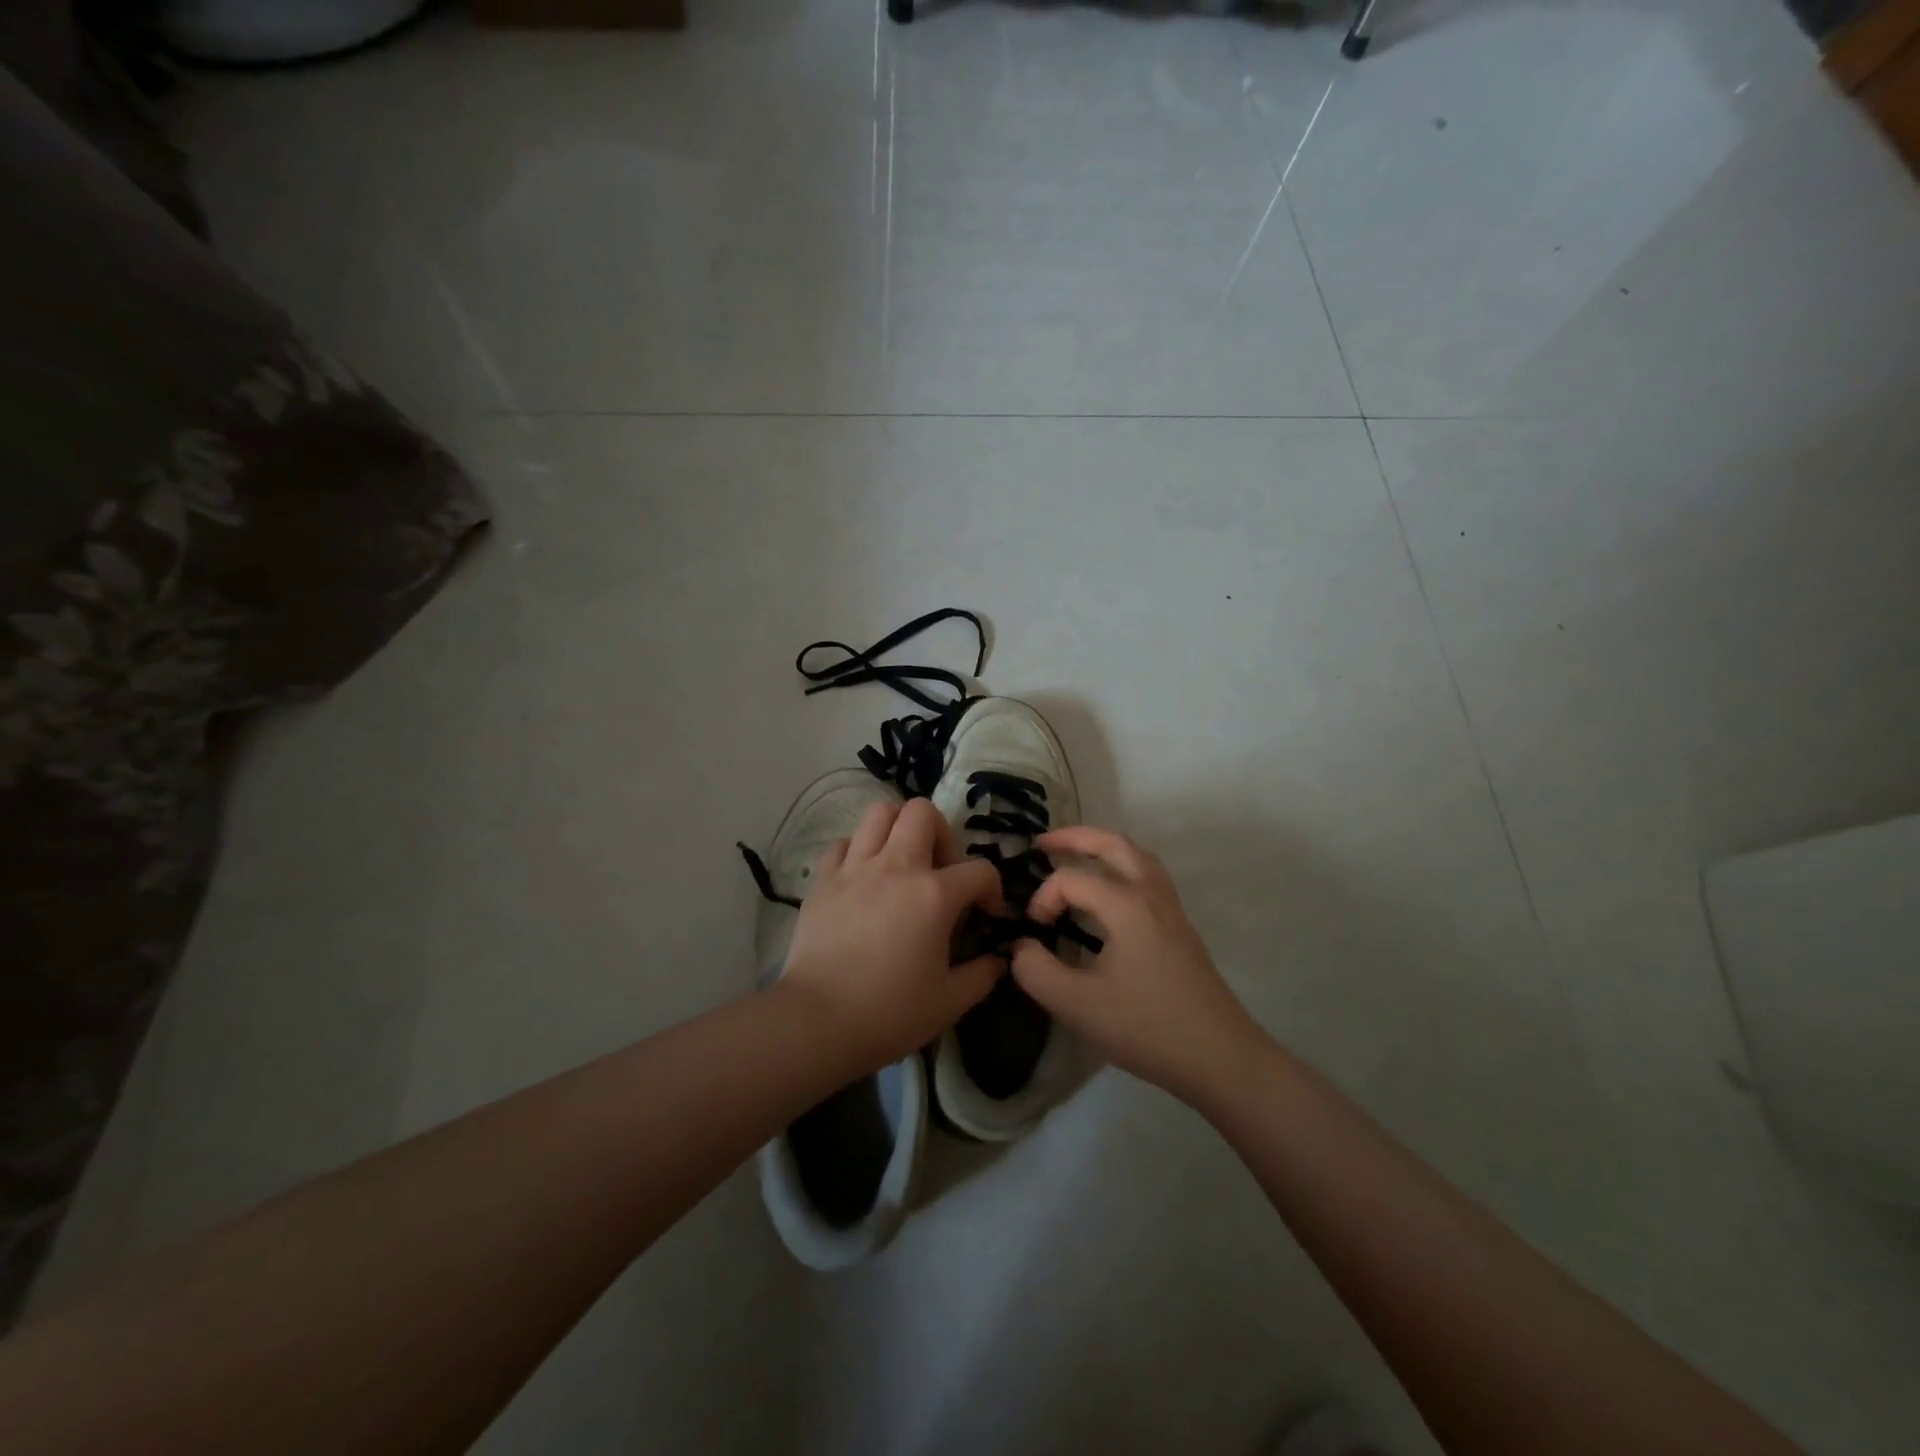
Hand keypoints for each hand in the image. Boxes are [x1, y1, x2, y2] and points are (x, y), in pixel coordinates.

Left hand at [778, 797, 1005, 1072]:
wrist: (817, 1022)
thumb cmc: (890, 1013)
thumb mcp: (950, 1002)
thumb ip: (982, 975)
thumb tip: (999, 960)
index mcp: (934, 894)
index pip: (980, 870)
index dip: (992, 889)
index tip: (987, 914)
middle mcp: (896, 867)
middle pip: (923, 812)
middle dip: (942, 833)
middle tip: (940, 869)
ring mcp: (855, 868)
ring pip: (879, 813)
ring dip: (898, 828)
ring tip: (902, 862)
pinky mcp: (822, 879)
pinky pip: (842, 844)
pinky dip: (857, 851)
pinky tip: (862, 878)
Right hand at [1011, 826, 1265, 1105]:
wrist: (1220, 1058)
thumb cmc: (1147, 1027)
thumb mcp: (1077, 1006)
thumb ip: (1036, 971)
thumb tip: (1020, 947)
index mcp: (1126, 905)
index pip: (1072, 879)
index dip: (1043, 898)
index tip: (1034, 931)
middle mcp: (1151, 895)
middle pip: (1114, 844)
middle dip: (1075, 838)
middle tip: (1043, 843)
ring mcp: (1172, 910)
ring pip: (1137, 857)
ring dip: (1103, 849)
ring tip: (1076, 857)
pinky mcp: (1181, 928)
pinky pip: (1149, 877)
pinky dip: (1123, 868)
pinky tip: (1110, 894)